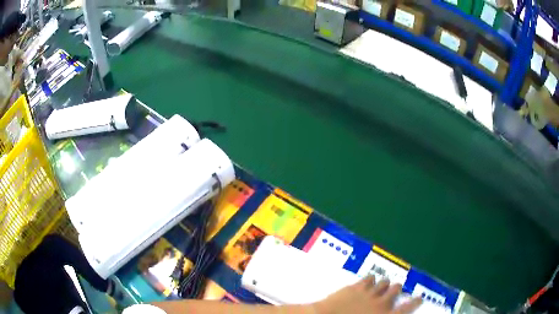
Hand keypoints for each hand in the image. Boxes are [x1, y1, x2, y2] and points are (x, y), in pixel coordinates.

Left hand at [314, 277, 421, 313]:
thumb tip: (392, 313)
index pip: (407, 308)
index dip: (415, 302)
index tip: (419, 297)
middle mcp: (381, 303)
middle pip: (396, 289)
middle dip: (396, 289)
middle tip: (394, 290)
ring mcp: (369, 293)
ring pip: (384, 282)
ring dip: (384, 283)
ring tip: (382, 285)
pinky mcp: (356, 287)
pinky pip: (369, 278)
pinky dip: (371, 279)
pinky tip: (369, 281)